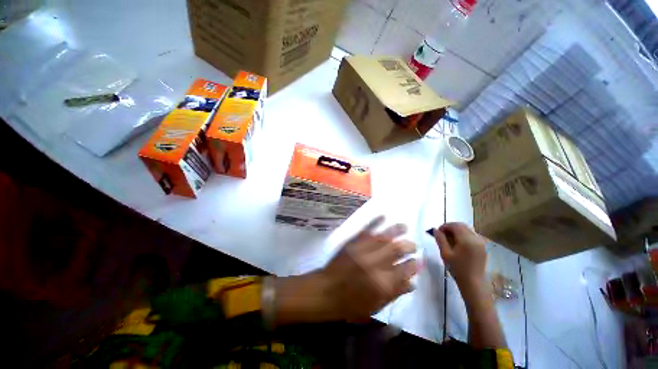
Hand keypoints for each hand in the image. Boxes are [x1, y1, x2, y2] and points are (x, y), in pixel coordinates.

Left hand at [320, 216, 418, 320]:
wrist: (326, 291)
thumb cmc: (351, 304)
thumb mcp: (375, 306)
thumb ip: (395, 294)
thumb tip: (412, 283)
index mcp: (382, 283)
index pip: (405, 270)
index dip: (414, 265)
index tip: (418, 261)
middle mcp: (375, 264)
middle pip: (396, 250)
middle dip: (408, 246)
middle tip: (413, 245)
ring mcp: (362, 250)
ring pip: (383, 237)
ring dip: (396, 230)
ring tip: (404, 227)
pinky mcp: (352, 243)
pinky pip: (366, 230)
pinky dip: (375, 222)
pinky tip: (383, 216)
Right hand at [433, 223, 488, 300]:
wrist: (474, 283)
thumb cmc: (458, 269)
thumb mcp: (445, 254)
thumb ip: (440, 240)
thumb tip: (435, 230)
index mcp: (467, 240)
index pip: (455, 225)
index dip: (445, 226)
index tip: (438, 231)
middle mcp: (476, 238)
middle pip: (462, 226)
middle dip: (451, 227)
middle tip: (442, 234)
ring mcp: (482, 243)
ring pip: (468, 230)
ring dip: (457, 231)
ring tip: (449, 239)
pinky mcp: (483, 247)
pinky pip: (472, 235)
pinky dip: (464, 235)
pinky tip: (458, 244)